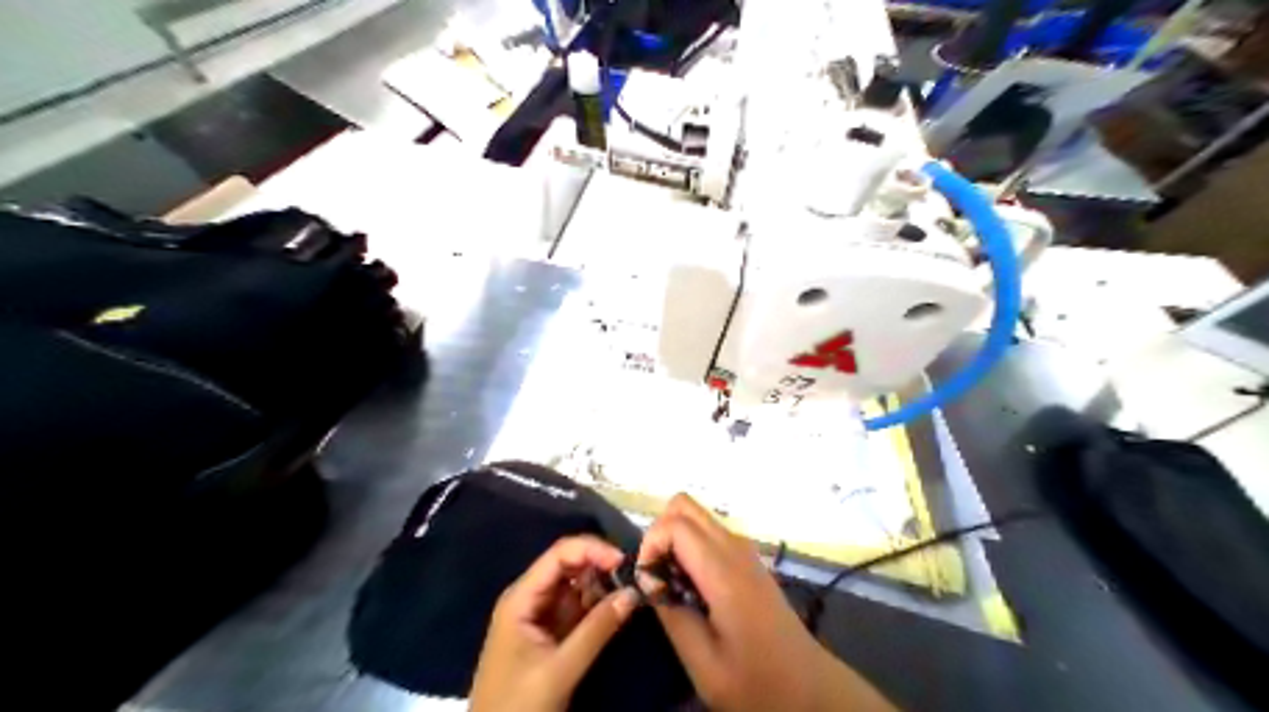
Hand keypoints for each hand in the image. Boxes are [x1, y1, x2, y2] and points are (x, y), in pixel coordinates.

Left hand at [471, 533, 638, 710]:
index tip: (624, 561)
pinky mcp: (551, 632)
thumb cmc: (519, 705)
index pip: (560, 554)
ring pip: (576, 584)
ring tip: (632, 587)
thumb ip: (597, 629)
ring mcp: (541, 614)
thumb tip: (632, 592)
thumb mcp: (560, 669)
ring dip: (602, 583)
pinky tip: (618, 605)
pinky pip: (578, 606)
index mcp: (522, 597)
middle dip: (600, 564)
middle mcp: (530, 597)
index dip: (592, 550)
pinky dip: (598, 603)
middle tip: (634, 574)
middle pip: (569, 564)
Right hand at [639, 494, 896, 711]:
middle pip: (684, 505)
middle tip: (656, 576)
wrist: (808, 687)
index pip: (675, 524)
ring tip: (672, 585)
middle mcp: (735, 547)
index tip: (647, 581)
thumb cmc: (756, 681)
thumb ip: (670, 613)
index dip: (650, 544)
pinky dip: (690, 546)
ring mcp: (744, 549)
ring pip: (696, 516)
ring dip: (674, 539)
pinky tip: (692, 588)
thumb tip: (648, 578)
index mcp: (724, 571)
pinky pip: (709, 532)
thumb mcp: (703, 662)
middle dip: (659, 533)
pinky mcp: (747, 558)